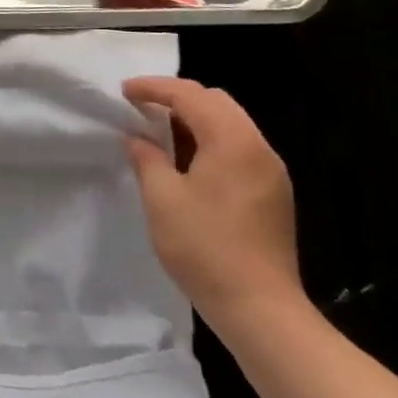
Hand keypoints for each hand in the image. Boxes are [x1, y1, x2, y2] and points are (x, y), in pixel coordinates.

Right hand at [122, 77, 303, 325]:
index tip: (124, 92)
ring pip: (230, 124)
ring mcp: (271, 171)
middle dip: (177, 99)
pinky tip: (188, 163)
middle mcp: (258, 147)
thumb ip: (147, 158)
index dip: (154, 88)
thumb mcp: (162, 199)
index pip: (190, 95)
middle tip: (142, 110)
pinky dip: (210, 142)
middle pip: (216, 102)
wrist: (261, 310)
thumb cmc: (205, 248)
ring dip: (194, 121)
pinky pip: (239, 148)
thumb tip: (137, 138)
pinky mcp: (273, 194)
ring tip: (159, 135)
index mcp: (232, 141)